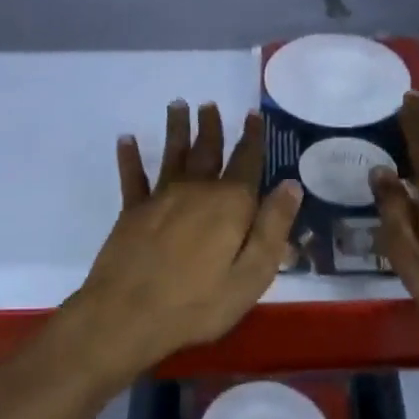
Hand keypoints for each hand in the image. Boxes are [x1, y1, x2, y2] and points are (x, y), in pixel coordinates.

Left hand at [68, 101, 300, 374]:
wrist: (128, 315)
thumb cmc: (198, 302)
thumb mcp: (252, 274)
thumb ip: (273, 227)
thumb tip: (291, 184)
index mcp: (229, 204)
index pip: (246, 162)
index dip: (252, 138)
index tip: (253, 115)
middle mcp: (196, 190)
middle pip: (207, 151)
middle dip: (211, 127)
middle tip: (210, 104)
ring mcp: (161, 198)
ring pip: (172, 154)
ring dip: (176, 129)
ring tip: (177, 104)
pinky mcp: (132, 212)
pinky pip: (133, 178)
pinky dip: (130, 157)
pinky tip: (126, 139)